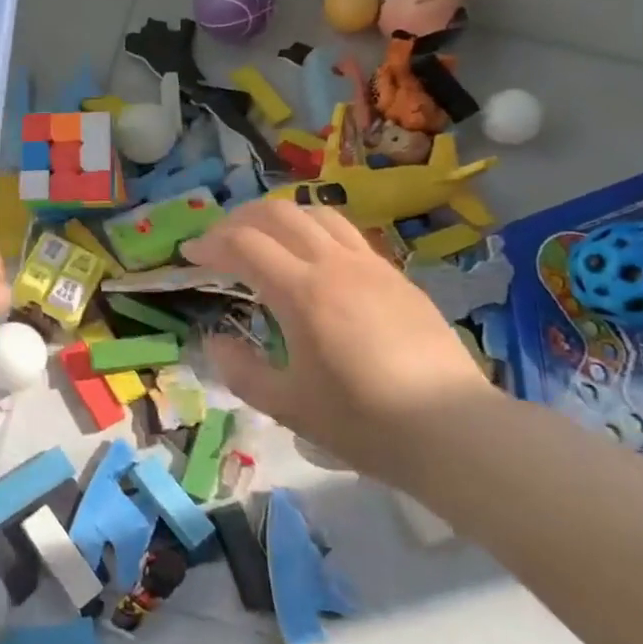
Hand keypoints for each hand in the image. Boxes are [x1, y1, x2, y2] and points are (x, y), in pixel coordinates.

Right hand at [185, 199, 498, 478]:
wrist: (453, 430)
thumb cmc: (364, 422)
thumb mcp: (288, 406)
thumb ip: (241, 371)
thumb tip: (214, 341)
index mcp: (302, 292)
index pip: (244, 245)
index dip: (210, 244)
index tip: (189, 255)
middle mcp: (334, 264)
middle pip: (278, 214)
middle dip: (238, 220)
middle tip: (218, 242)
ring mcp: (371, 265)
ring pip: (316, 214)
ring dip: (279, 216)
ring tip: (262, 238)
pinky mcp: (397, 276)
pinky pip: (347, 233)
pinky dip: (315, 230)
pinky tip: (313, 259)